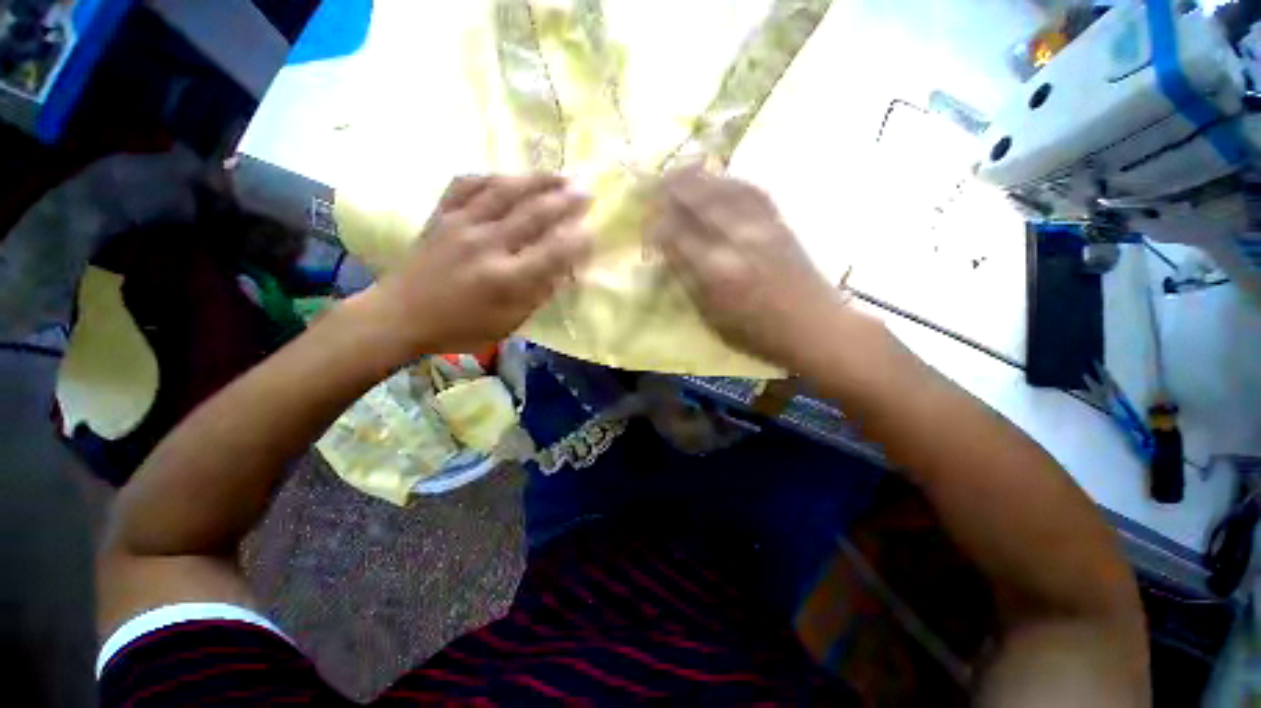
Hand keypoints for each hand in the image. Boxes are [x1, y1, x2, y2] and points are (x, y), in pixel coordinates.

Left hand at [363, 174, 591, 355]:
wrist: (400, 315)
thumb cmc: (460, 327)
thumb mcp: (507, 323)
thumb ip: (537, 296)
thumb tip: (563, 272)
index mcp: (506, 280)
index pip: (553, 253)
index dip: (578, 240)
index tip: (593, 231)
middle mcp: (487, 246)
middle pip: (534, 214)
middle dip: (566, 201)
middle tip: (588, 191)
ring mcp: (461, 224)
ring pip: (505, 191)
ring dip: (537, 181)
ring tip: (560, 175)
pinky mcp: (442, 214)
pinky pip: (469, 184)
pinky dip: (493, 177)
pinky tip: (509, 177)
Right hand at [649, 167, 848, 368]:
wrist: (814, 327)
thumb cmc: (758, 333)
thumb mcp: (712, 318)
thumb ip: (689, 283)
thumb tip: (670, 255)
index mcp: (716, 271)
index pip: (677, 235)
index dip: (657, 226)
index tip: (644, 223)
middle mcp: (737, 240)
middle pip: (698, 202)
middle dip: (671, 189)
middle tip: (652, 184)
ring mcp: (761, 227)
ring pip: (724, 189)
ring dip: (698, 177)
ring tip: (678, 170)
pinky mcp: (780, 223)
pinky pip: (752, 191)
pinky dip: (731, 180)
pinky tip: (720, 178)